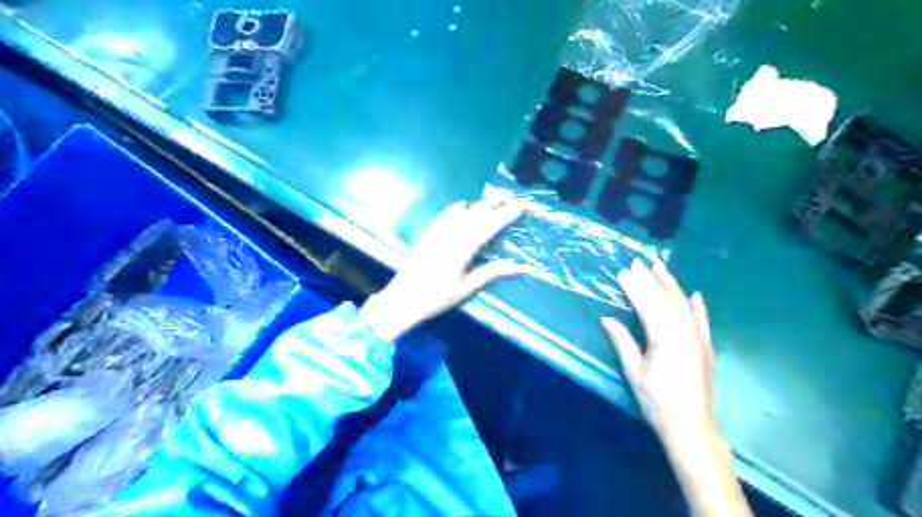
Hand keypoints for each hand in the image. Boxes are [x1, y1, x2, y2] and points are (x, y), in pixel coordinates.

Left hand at [358, 197, 521, 343]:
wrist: (403, 299)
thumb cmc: (437, 298)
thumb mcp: (466, 288)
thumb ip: (490, 273)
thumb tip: (515, 265)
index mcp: (461, 251)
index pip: (486, 229)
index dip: (503, 217)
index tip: (517, 207)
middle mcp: (450, 238)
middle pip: (474, 217)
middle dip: (492, 206)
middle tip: (508, 196)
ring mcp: (437, 235)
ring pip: (460, 215)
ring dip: (477, 205)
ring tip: (492, 199)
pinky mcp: (427, 236)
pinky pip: (443, 217)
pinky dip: (454, 209)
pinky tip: (462, 204)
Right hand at [602, 259, 716, 440]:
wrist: (691, 426)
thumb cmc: (657, 400)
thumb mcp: (634, 371)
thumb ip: (622, 341)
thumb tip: (607, 319)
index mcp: (663, 336)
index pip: (645, 304)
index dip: (633, 286)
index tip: (622, 271)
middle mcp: (683, 331)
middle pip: (664, 298)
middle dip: (650, 279)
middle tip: (638, 261)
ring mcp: (698, 337)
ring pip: (684, 303)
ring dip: (671, 284)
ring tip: (660, 267)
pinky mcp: (706, 347)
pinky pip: (703, 320)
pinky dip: (698, 306)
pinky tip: (695, 294)